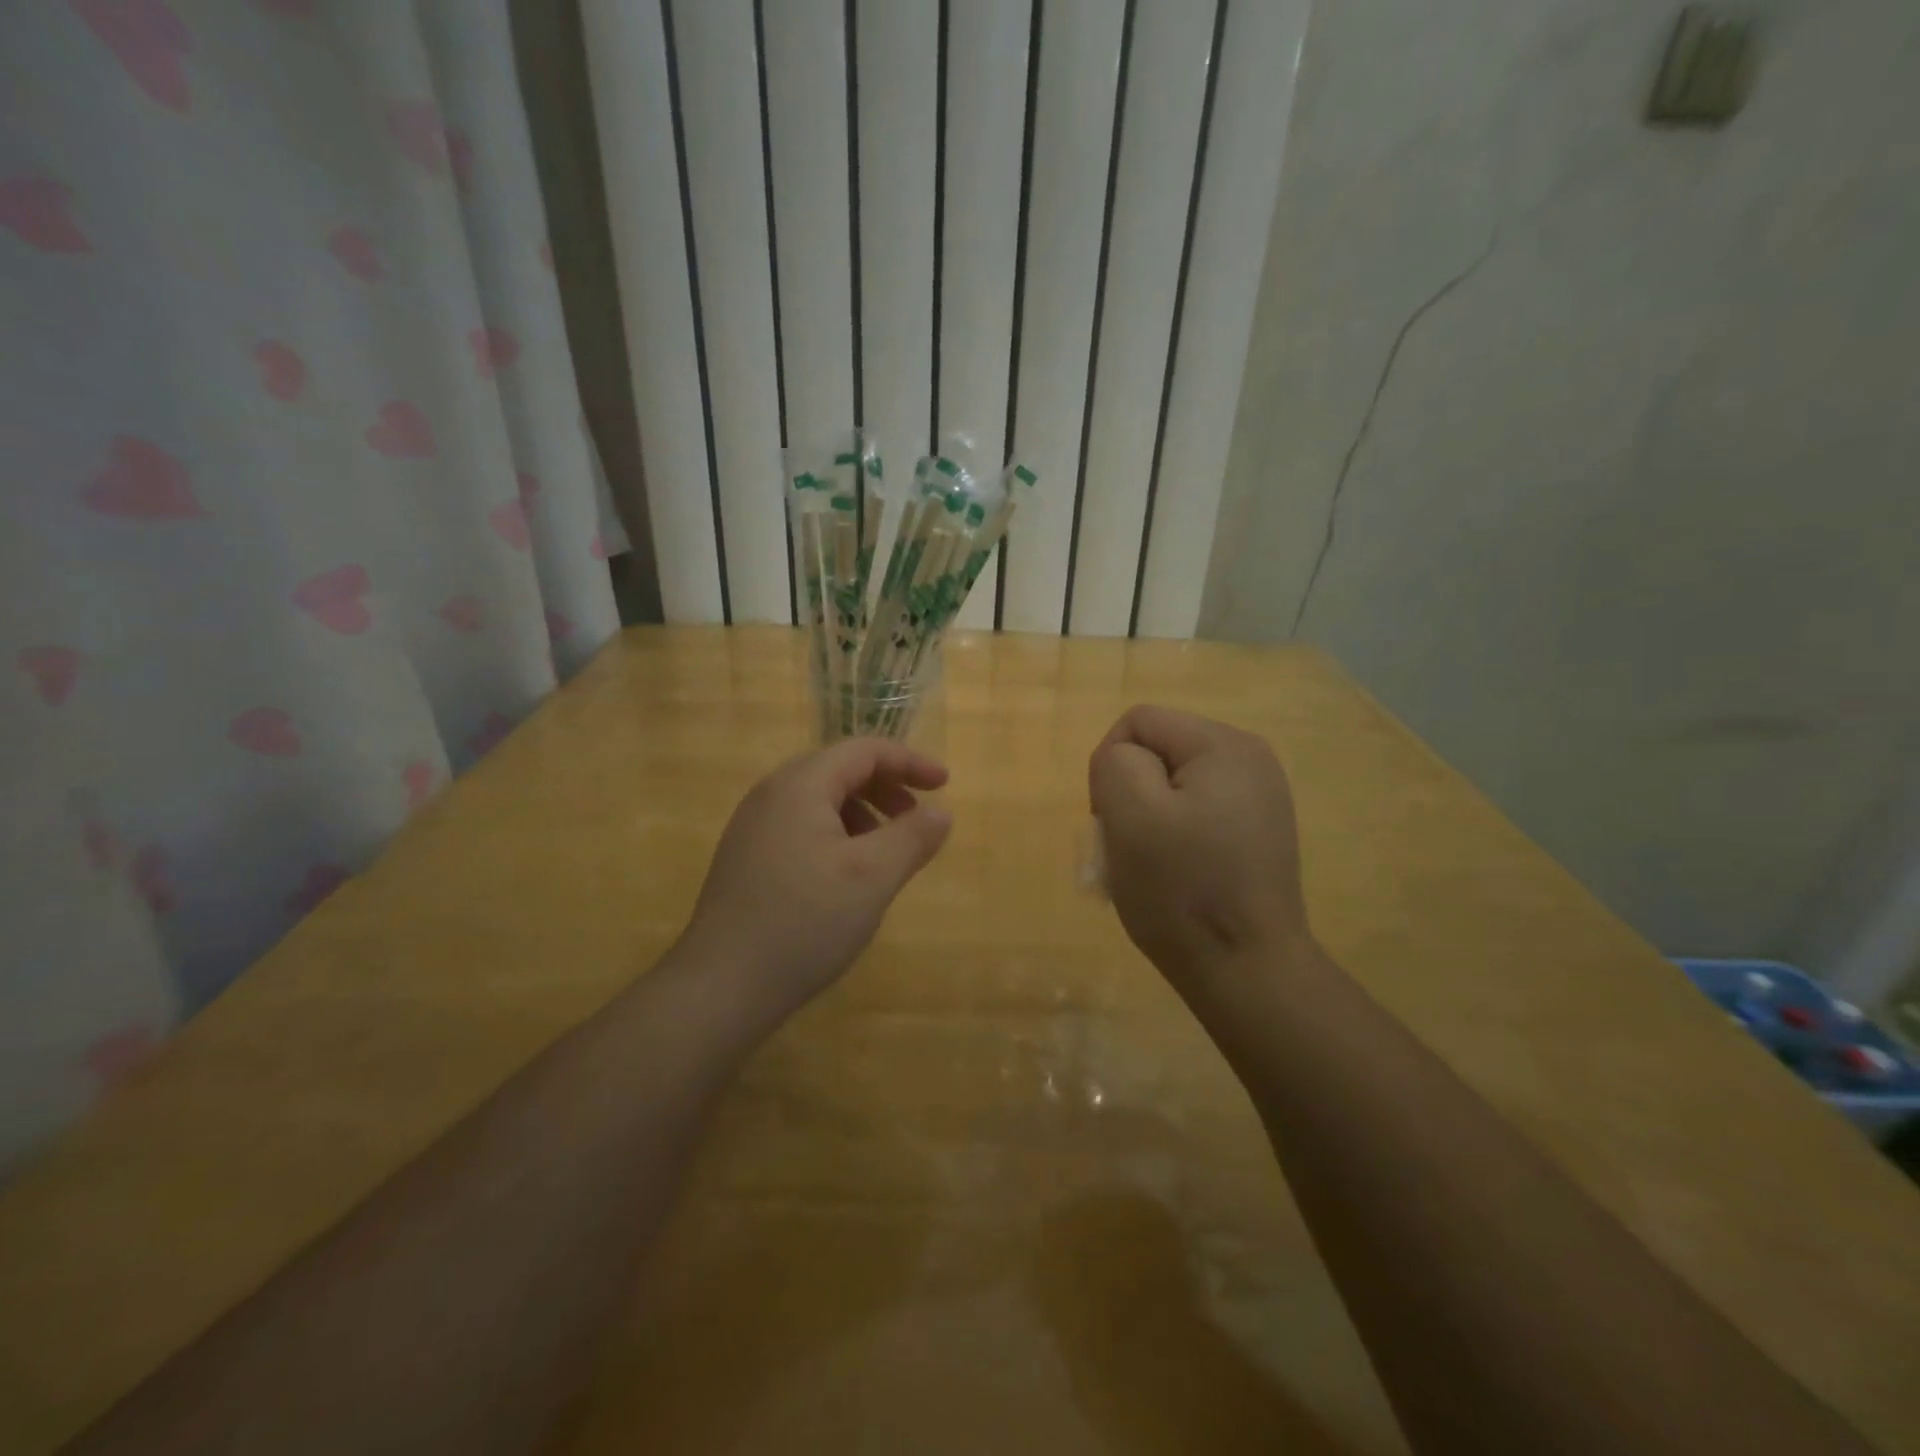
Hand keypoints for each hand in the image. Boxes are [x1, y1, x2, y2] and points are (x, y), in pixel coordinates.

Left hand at [680, 738, 951, 1020]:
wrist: (721, 987)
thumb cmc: (804, 922)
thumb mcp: (872, 877)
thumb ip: (912, 837)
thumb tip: (940, 812)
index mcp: (800, 785)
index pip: (864, 750)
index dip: (910, 762)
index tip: (944, 785)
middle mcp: (771, 795)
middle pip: (840, 770)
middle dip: (886, 787)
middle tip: (917, 819)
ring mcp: (753, 828)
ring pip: (820, 800)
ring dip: (863, 813)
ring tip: (886, 852)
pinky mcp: (747, 859)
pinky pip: (802, 827)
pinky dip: (837, 834)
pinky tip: (848, 876)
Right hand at [1088, 706, 1310, 990]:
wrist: (1248, 972)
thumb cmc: (1184, 891)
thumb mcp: (1131, 815)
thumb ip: (1116, 764)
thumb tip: (1124, 763)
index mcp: (1224, 745)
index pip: (1138, 723)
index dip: (1109, 767)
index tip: (1112, 822)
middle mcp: (1250, 760)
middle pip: (1157, 752)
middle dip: (1129, 795)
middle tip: (1127, 849)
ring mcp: (1259, 798)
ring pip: (1172, 786)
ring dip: (1147, 821)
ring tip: (1148, 868)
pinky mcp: (1257, 833)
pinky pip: (1196, 815)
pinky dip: (1173, 838)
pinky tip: (1175, 876)